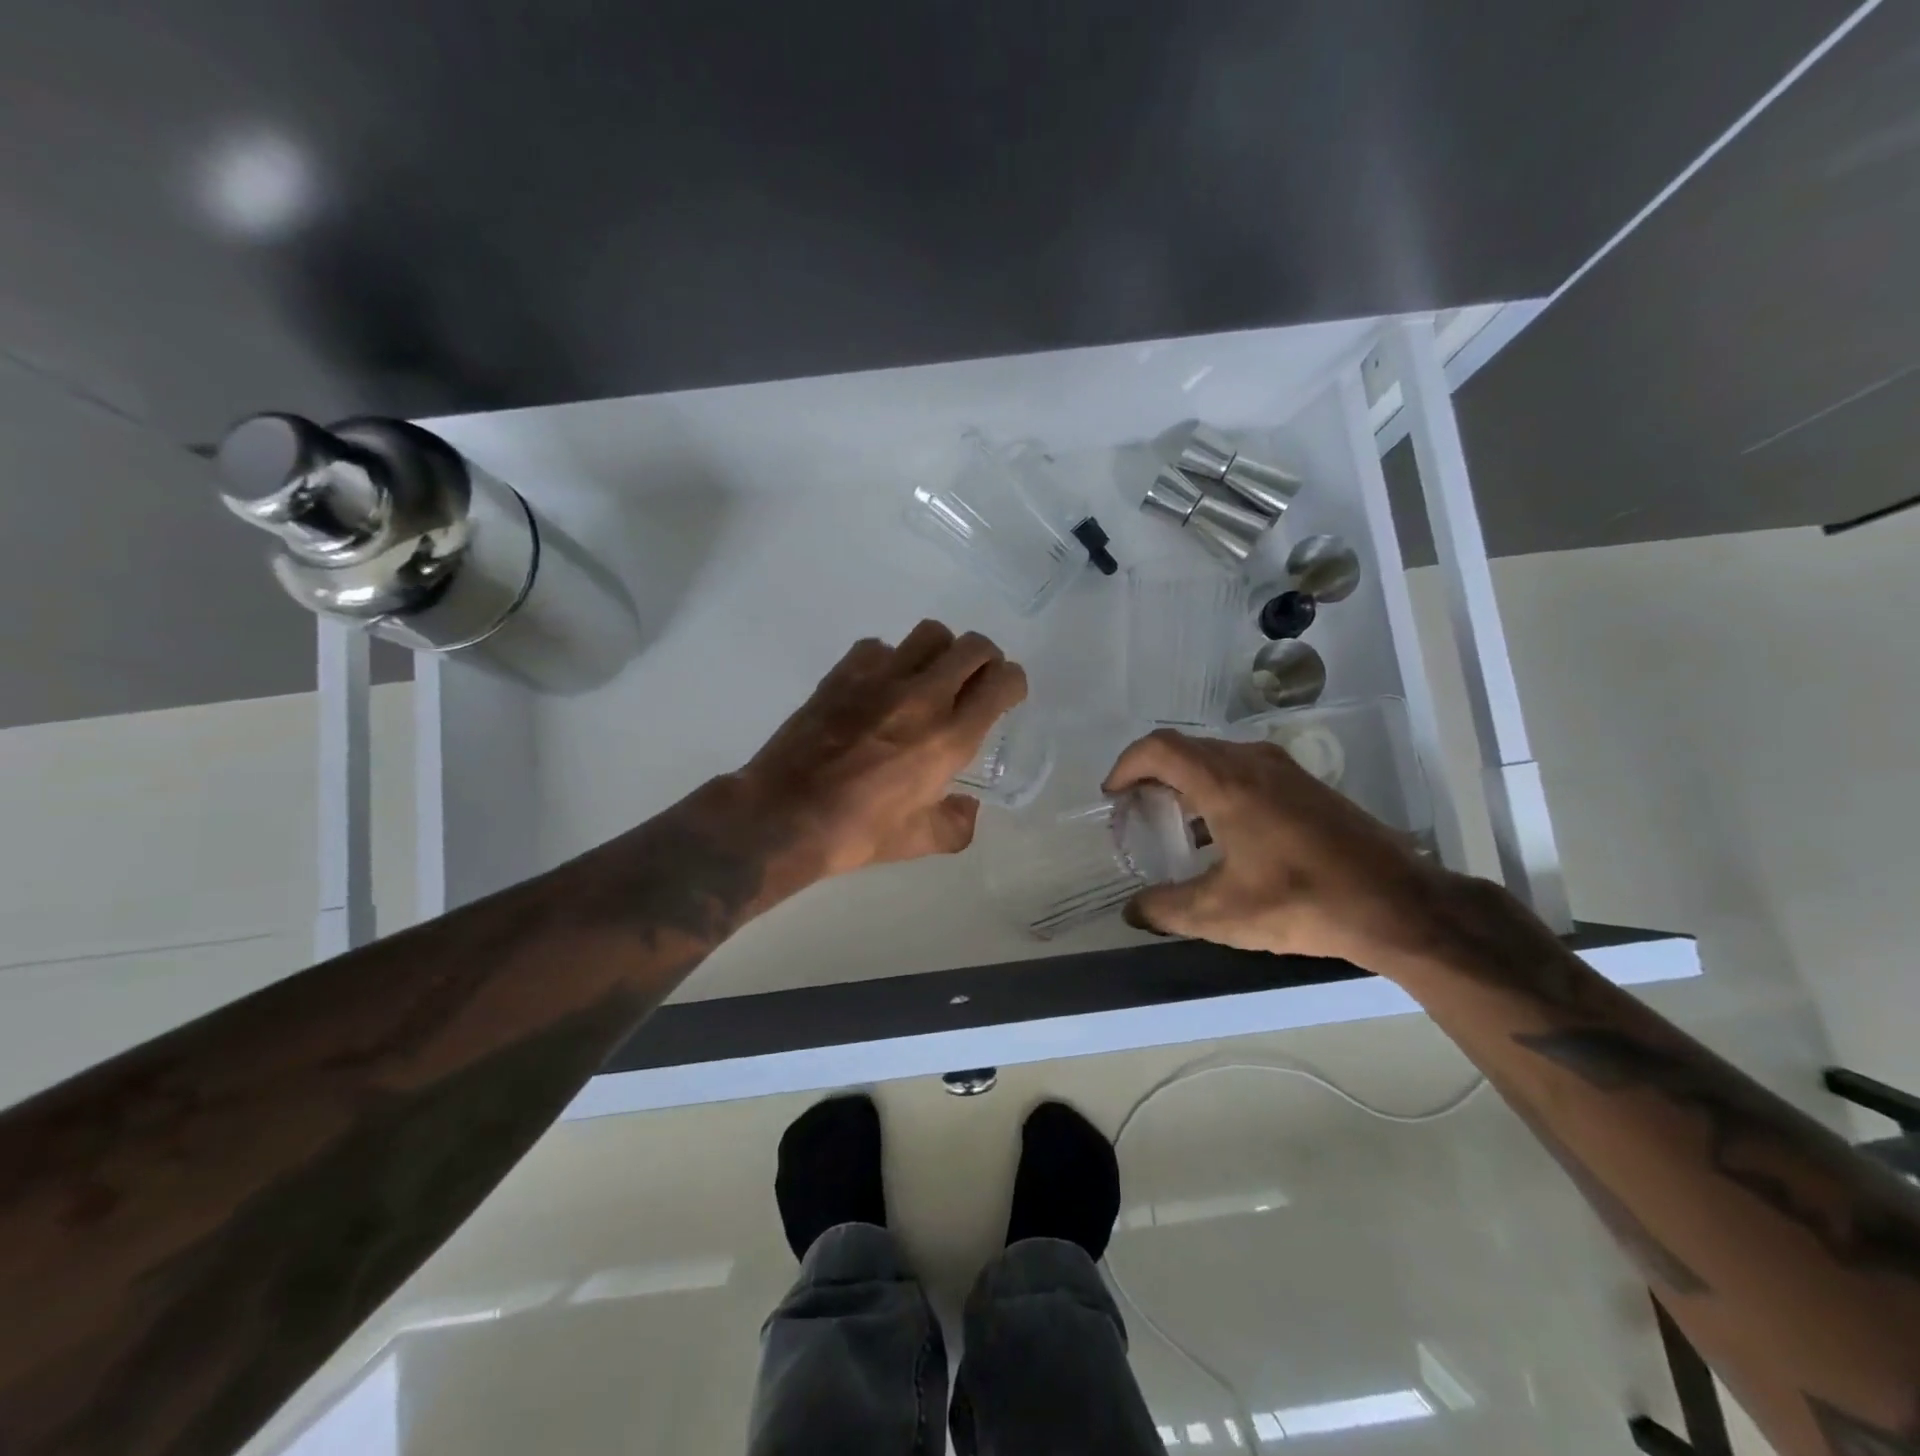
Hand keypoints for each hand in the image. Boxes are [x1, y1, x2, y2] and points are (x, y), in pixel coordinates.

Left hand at [742, 621, 1026, 877]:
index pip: (1001, 682)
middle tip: (975, 680)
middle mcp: (923, 697)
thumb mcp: (920, 841)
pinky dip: (890, 659)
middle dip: (985, 659)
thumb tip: (968, 808)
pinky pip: (879, 646)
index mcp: (950, 738)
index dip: (1013, 682)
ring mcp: (880, 678)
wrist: (783, 815)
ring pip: (930, 634)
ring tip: (930, 677)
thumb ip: (958, 824)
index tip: (1007, 694)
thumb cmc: (857, 833)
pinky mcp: (843, 673)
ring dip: (941, 651)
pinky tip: (880, 687)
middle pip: (973, 646)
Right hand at [1102, 728, 1459, 967]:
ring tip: (1174, 823)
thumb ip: (1166, 909)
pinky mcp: (1307, 786)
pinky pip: (1245, 771)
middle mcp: (1253, 762)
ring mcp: (1285, 770)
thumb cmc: (1302, 901)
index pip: (1159, 748)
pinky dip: (1218, 788)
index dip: (1126, 765)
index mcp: (1226, 781)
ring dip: (1186, 781)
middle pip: (1186, 749)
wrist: (1398, 903)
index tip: (1112, 796)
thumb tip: (1133, 912)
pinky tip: (1223, 834)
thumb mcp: (1222, 914)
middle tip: (1136, 811)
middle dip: (1152, 774)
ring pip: (1218, 758)